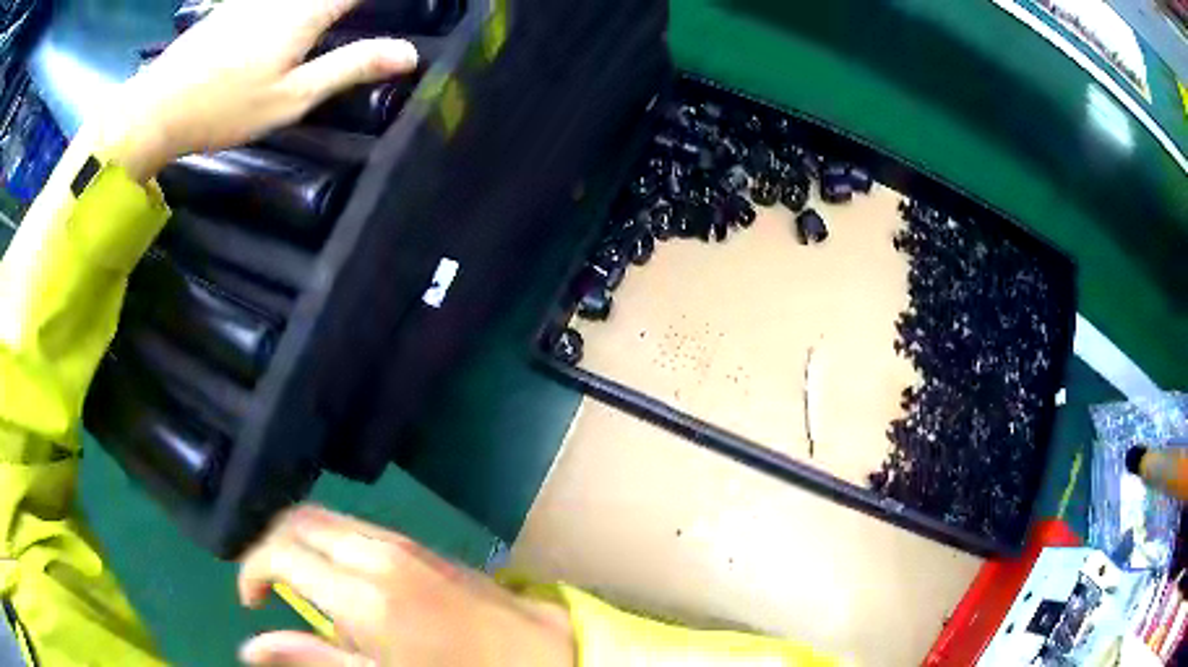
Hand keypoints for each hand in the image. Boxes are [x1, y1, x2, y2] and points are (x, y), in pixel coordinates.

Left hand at [93, 0, 417, 181]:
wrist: (156, 108)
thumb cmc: (223, 108)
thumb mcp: (290, 98)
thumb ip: (349, 68)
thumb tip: (409, 54)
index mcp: (306, 9)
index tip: (413, 3)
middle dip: (351, 1)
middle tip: (362, 15)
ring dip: (325, 3)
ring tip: (337, 15)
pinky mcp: (236, 0)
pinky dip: (297, 5)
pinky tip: (302, 15)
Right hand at [237, 505, 574, 665]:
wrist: (539, 652)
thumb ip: (313, 658)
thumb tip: (252, 647)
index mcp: (363, 593)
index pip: (280, 551)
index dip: (251, 570)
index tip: (251, 600)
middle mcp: (377, 553)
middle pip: (298, 520)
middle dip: (271, 546)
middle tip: (269, 589)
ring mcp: (402, 542)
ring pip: (326, 519)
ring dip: (301, 544)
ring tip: (302, 588)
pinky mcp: (419, 544)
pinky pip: (356, 529)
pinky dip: (331, 544)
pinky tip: (341, 582)